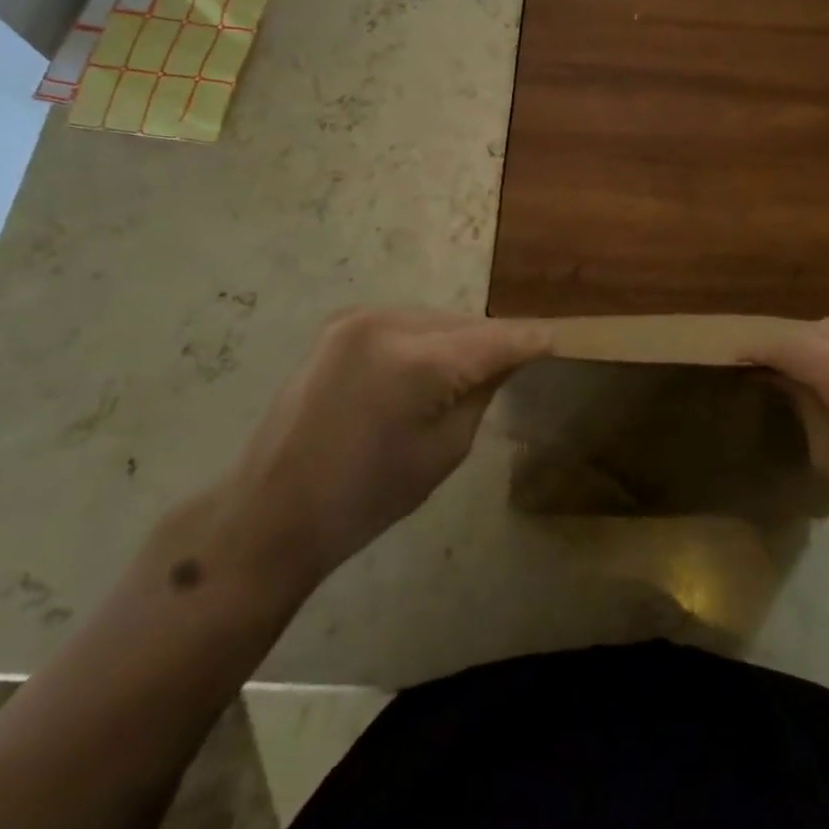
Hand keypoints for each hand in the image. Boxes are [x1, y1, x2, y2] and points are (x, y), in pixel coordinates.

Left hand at [208, 308, 550, 596]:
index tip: (556, 342)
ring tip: (469, 371)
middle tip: (514, 365)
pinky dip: (426, 339)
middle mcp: (387, 323)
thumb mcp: (444, 450)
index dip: (528, 340)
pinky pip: (404, 323)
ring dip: (458, 339)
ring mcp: (357, 319)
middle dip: (491, 342)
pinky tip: (428, 368)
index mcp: (417, 361)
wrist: (272, 510)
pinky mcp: (339, 325)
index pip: (493, 339)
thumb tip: (507, 360)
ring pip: (435, 318)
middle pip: (464, 323)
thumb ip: (481, 393)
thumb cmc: (366, 497)